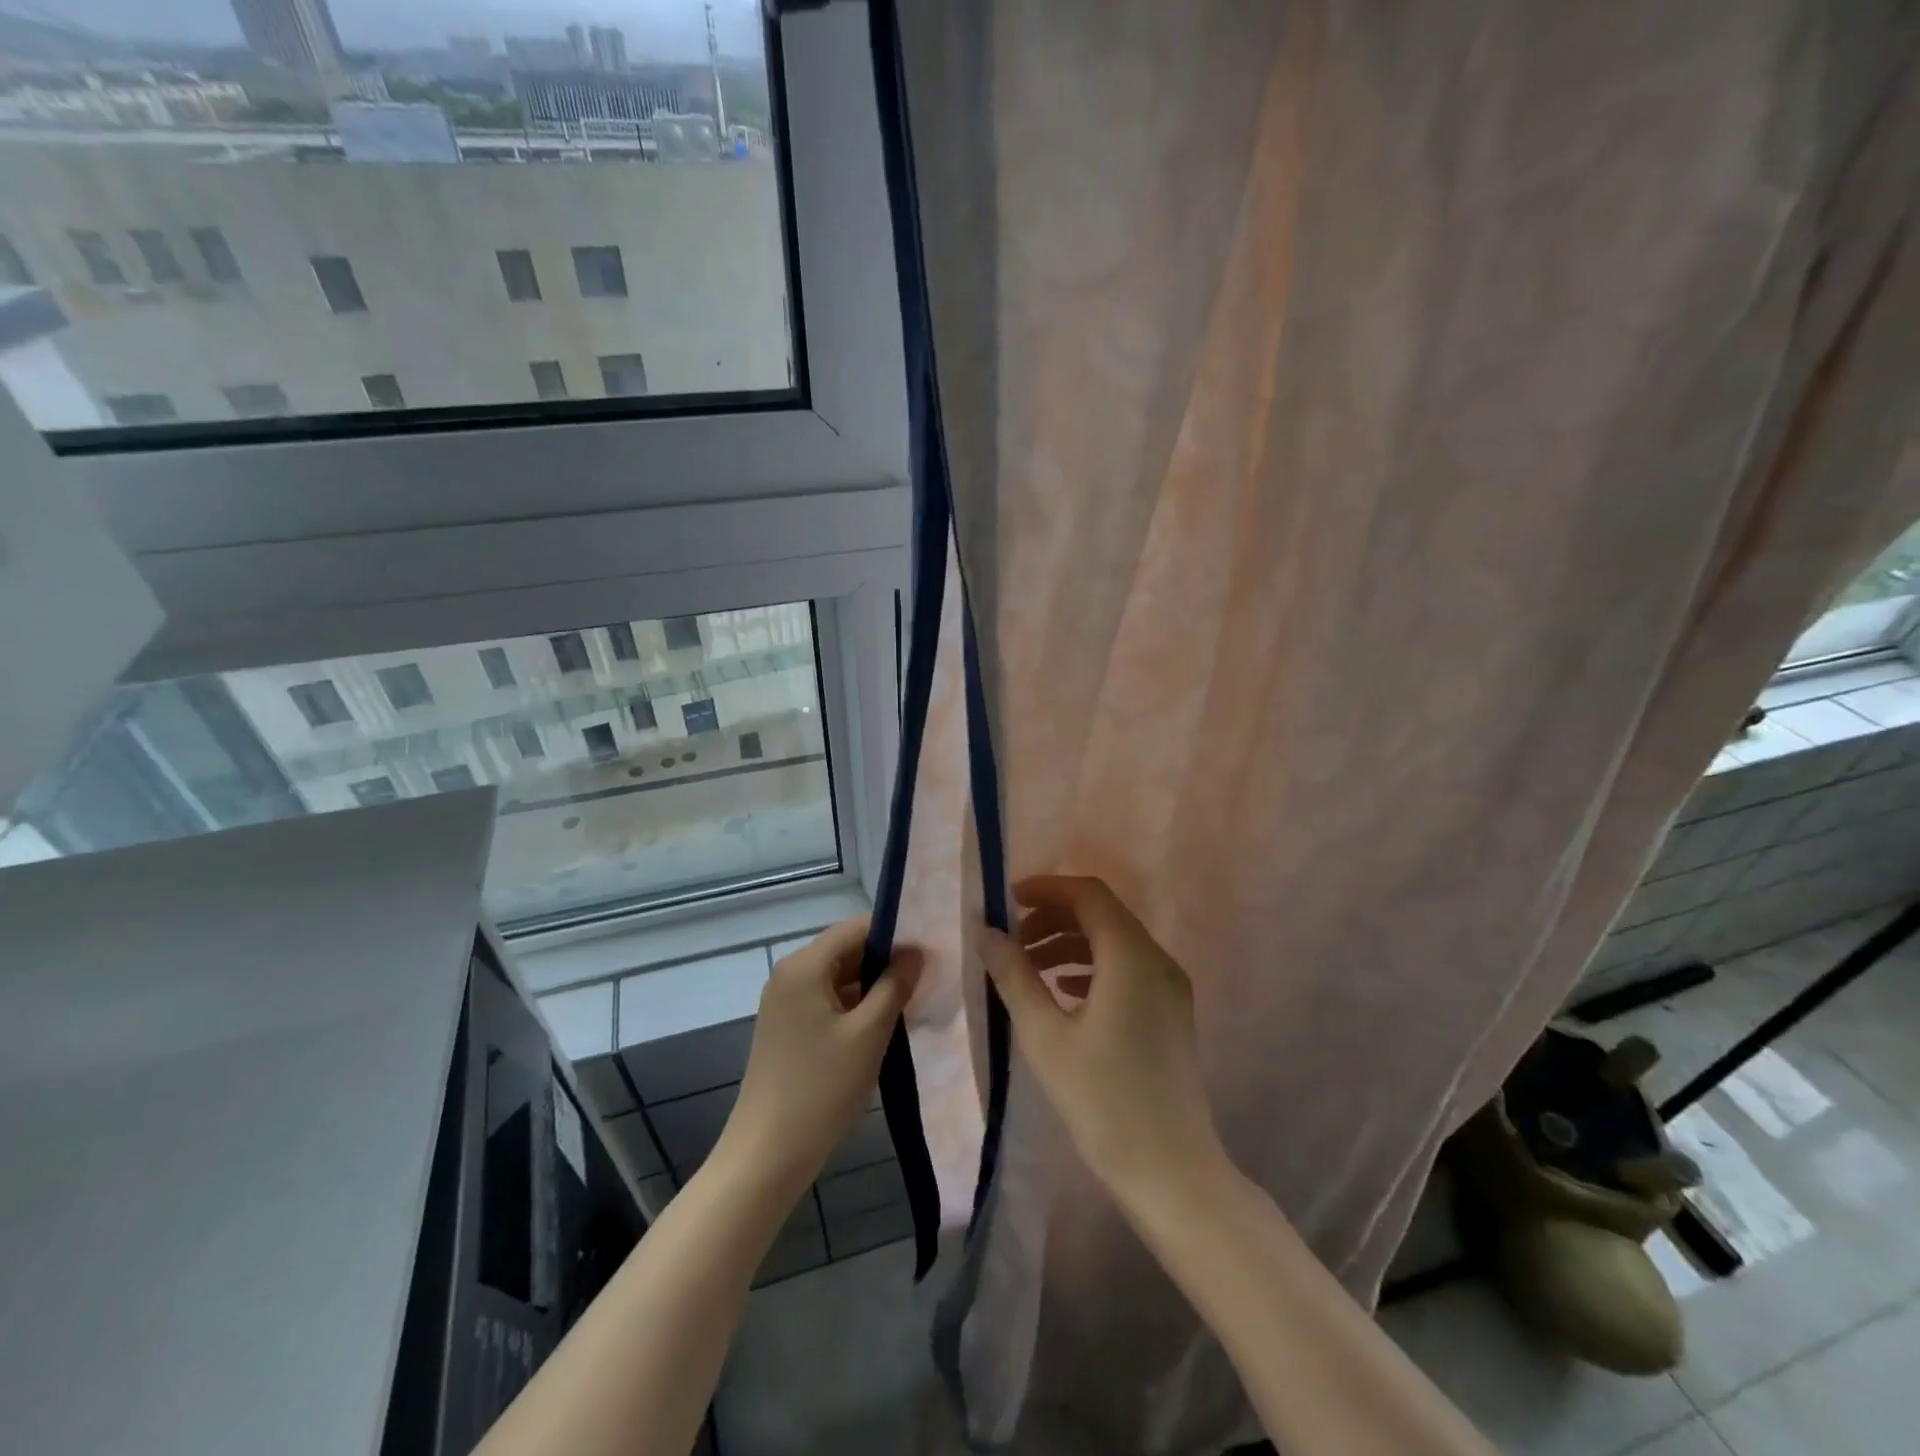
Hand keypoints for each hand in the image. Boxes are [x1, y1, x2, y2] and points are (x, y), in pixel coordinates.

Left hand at [716, 918, 922, 1198]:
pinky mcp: (788, 1026)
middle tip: (929, 976)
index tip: (930, 949)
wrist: (767, 1154)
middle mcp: (790, 973)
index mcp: (805, 965)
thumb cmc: (821, 1088)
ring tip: (914, 998)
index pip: (857, 928)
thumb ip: (895, 985)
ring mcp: (786, 1001)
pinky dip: (856, 1005)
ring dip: (874, 985)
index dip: (895, 934)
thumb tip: (916, 951)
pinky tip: (885, 1023)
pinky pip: (828, 1000)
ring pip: (839, 976)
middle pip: (847, 950)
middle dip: (886, 961)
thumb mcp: (869, 1033)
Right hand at [981, 876, 1225, 1205]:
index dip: (1046, 888)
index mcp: (1131, 956)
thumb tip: (987, 932)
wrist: (1171, 1172)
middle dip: (1053, 916)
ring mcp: (1169, 987)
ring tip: (1028, 968)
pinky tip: (1061, 992)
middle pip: (1102, 914)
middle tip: (1012, 940)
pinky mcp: (1170, 1012)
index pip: (1088, 894)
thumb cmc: (1102, 1101)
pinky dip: (1090, 966)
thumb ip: (1014, 976)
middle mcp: (1157, 960)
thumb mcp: (1045, 1036)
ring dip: (1069, 942)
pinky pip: (1127, 968)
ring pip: (1114, 941)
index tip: (1007, 902)